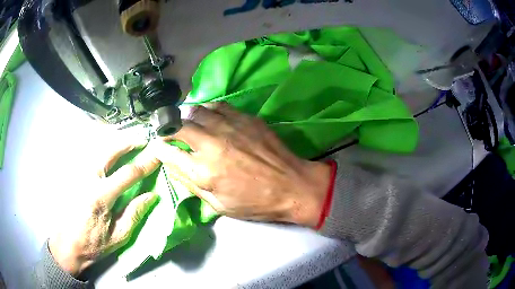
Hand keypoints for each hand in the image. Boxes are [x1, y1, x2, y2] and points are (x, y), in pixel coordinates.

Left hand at [49, 141, 160, 276]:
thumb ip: (134, 214)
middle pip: (110, 151)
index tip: (157, 155)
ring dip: (116, 144)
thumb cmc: (94, 244)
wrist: (68, 245)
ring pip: (99, 150)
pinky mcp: (74, 176)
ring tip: (129, 144)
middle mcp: (89, 179)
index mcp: (101, 196)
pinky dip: (104, 151)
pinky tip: (111, 154)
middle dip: (128, 142)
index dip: (145, 163)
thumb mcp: (118, 236)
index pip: (127, 173)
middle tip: (142, 140)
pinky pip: (91, 157)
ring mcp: (79, 175)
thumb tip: (152, 196)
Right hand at [153, 102, 330, 226]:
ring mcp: (230, 127)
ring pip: (196, 111)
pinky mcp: (245, 118)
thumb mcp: (219, 204)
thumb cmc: (256, 202)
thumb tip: (173, 166)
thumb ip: (192, 184)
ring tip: (186, 122)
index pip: (168, 153)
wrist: (292, 186)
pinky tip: (208, 116)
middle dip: (167, 128)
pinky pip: (218, 106)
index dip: (159, 148)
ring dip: (186, 116)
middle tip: (168, 131)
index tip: (158, 147)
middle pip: (178, 126)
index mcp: (204, 171)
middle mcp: (212, 144)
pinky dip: (207, 109)